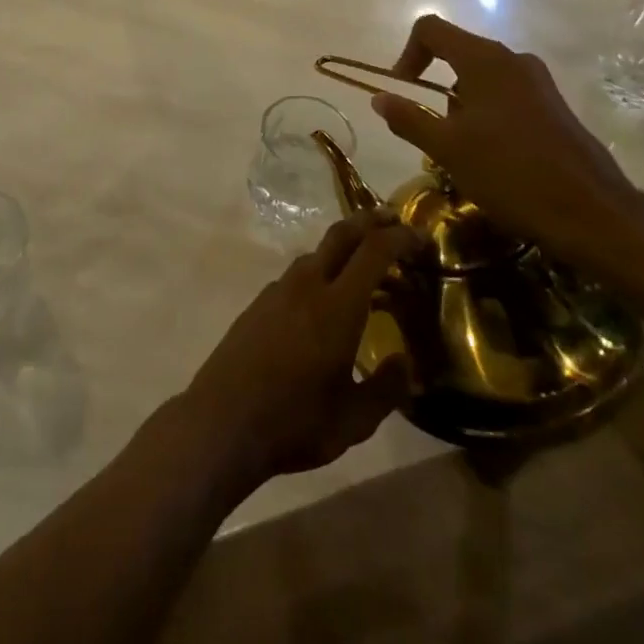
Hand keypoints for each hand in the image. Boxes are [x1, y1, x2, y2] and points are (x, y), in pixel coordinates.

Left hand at [175, 212, 417, 498]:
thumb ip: (386, 388)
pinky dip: (323, 271)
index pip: (373, 252)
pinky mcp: (260, 302)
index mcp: (337, 306)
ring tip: (367, 267)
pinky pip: (299, 273)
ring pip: (317, 253)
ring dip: (345, 248)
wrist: (222, 420)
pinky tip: (328, 300)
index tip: (421, 236)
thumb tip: (404, 361)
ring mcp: (278, 289)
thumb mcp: (354, 420)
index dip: (399, 237)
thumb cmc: (294, 422)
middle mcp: (307, 285)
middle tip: (394, 221)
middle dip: (370, 222)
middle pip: (341, 235)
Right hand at [368, 14, 643, 273]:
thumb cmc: (511, 173)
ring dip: (459, 104)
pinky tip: (491, 157)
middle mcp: (513, 60)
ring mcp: (538, 82)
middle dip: (432, 85)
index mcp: (484, 59)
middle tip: (429, 128)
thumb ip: (408, 118)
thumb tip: (379, 97)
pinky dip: (486, 114)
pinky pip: (506, 95)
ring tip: (459, 150)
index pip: (430, 29)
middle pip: (456, 52)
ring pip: (481, 77)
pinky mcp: (554, 106)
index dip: (406, 54)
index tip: (401, 91)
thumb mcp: (447, 149)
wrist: (594, 214)